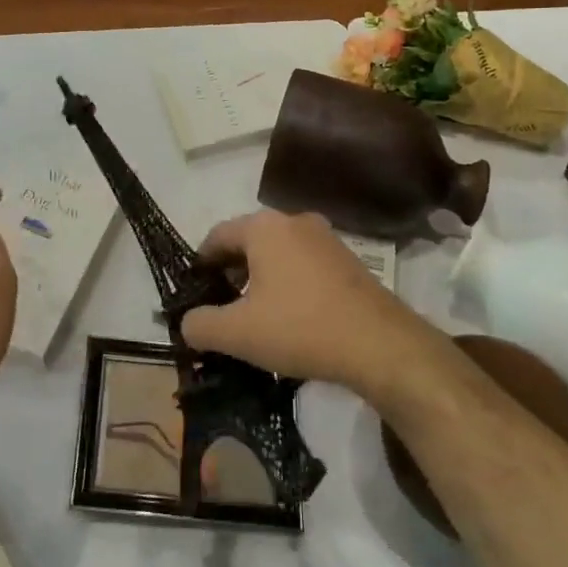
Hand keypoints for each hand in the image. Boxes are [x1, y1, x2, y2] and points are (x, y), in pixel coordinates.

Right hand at [181, 210, 428, 396]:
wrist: (381, 345)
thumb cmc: (300, 327)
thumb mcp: (238, 333)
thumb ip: (201, 325)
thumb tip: (187, 323)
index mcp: (263, 227)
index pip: (217, 236)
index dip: (200, 264)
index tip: (194, 293)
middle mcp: (294, 221)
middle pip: (248, 242)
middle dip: (230, 273)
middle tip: (221, 308)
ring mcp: (326, 239)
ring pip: (278, 254)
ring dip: (260, 279)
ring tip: (254, 317)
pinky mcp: (348, 260)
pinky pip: (304, 265)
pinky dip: (289, 284)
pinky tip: (290, 318)